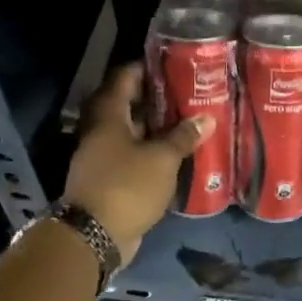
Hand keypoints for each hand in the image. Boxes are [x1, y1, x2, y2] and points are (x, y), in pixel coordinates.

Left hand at [64, 64, 213, 263]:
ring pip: (132, 134)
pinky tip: (176, 156)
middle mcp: (101, 131)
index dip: (146, 68)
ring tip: (189, 124)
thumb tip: (206, 119)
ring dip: (156, 130)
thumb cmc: (127, 186)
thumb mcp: (162, 159)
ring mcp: (103, 157)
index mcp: (108, 115)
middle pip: (128, 106)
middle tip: (188, 96)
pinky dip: (152, 154)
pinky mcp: (110, 180)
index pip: (124, 78)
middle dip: (157, 100)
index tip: (172, 66)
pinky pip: (133, 158)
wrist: (95, 235)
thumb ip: (183, 137)